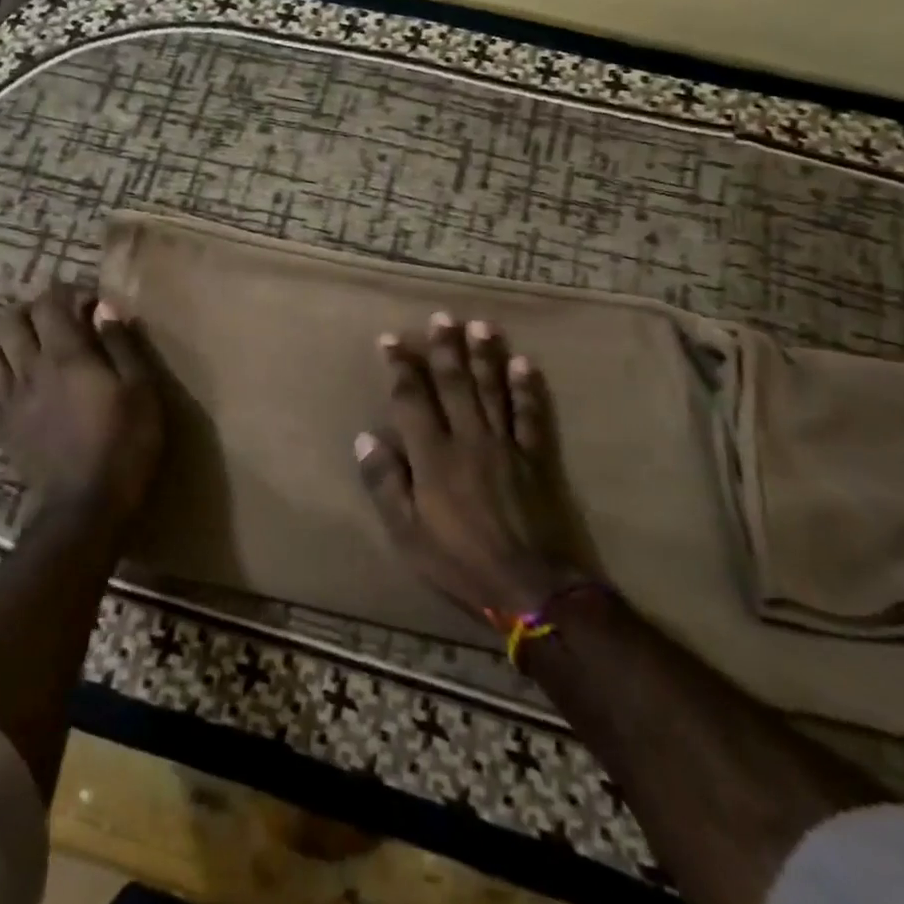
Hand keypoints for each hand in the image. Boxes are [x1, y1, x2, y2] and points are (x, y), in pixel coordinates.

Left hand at [0, 283, 165, 530]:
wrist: (85, 507)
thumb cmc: (124, 445)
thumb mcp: (141, 391)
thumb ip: (122, 345)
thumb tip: (105, 310)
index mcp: (65, 355)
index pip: (50, 303)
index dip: (69, 292)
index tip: (92, 303)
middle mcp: (29, 369)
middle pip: (8, 320)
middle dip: (30, 308)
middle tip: (56, 318)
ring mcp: (8, 400)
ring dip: (4, 337)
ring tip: (27, 343)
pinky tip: (11, 384)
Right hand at [355, 312, 588, 618]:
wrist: (531, 586)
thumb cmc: (460, 561)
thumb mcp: (407, 533)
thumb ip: (385, 483)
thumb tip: (365, 439)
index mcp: (433, 455)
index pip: (412, 399)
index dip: (401, 367)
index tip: (390, 339)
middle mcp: (468, 438)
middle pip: (455, 384)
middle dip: (445, 348)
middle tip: (441, 317)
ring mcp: (506, 445)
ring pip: (493, 390)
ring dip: (485, 356)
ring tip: (479, 325)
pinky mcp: (537, 458)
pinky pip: (531, 415)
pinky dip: (527, 388)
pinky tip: (524, 364)